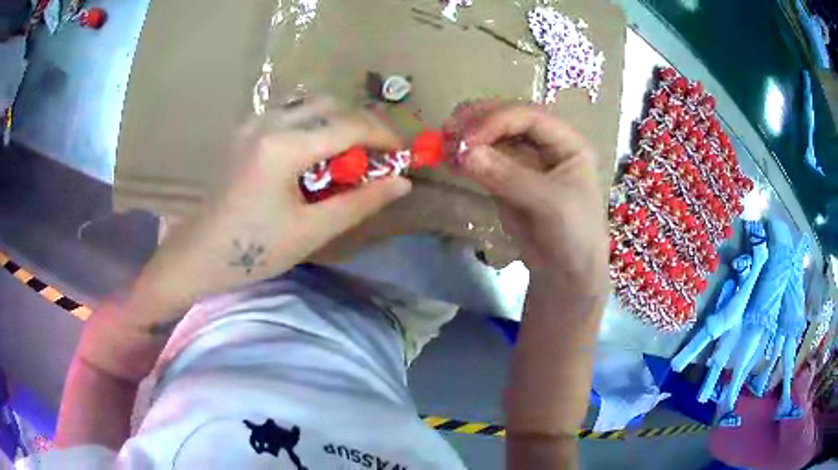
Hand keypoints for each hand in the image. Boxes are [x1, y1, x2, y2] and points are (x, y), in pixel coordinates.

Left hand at [141, 98, 411, 308]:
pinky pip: (289, 115)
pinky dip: (312, 126)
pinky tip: (312, 155)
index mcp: (283, 147)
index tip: (402, 154)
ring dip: (336, 124)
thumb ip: (360, 202)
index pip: (348, 126)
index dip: (383, 136)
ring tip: (345, 158)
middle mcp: (267, 123)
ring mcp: (251, 123)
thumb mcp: (311, 231)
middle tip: (374, 158)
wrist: (198, 255)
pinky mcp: (243, 131)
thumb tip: (402, 183)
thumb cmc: (252, 251)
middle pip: (331, 106)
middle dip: (360, 127)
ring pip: (309, 105)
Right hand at [451, 102, 608, 298]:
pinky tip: (449, 160)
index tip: (468, 138)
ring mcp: (524, 161)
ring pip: (492, 138)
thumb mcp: (550, 203)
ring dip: (467, 137)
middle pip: (508, 120)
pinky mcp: (507, 180)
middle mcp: (545, 145)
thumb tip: (463, 154)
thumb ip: (509, 177)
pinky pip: (484, 161)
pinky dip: (466, 158)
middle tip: (448, 130)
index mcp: (566, 143)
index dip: (496, 121)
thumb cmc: (574, 235)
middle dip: (478, 122)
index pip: (528, 117)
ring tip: (443, 144)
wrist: (567, 273)